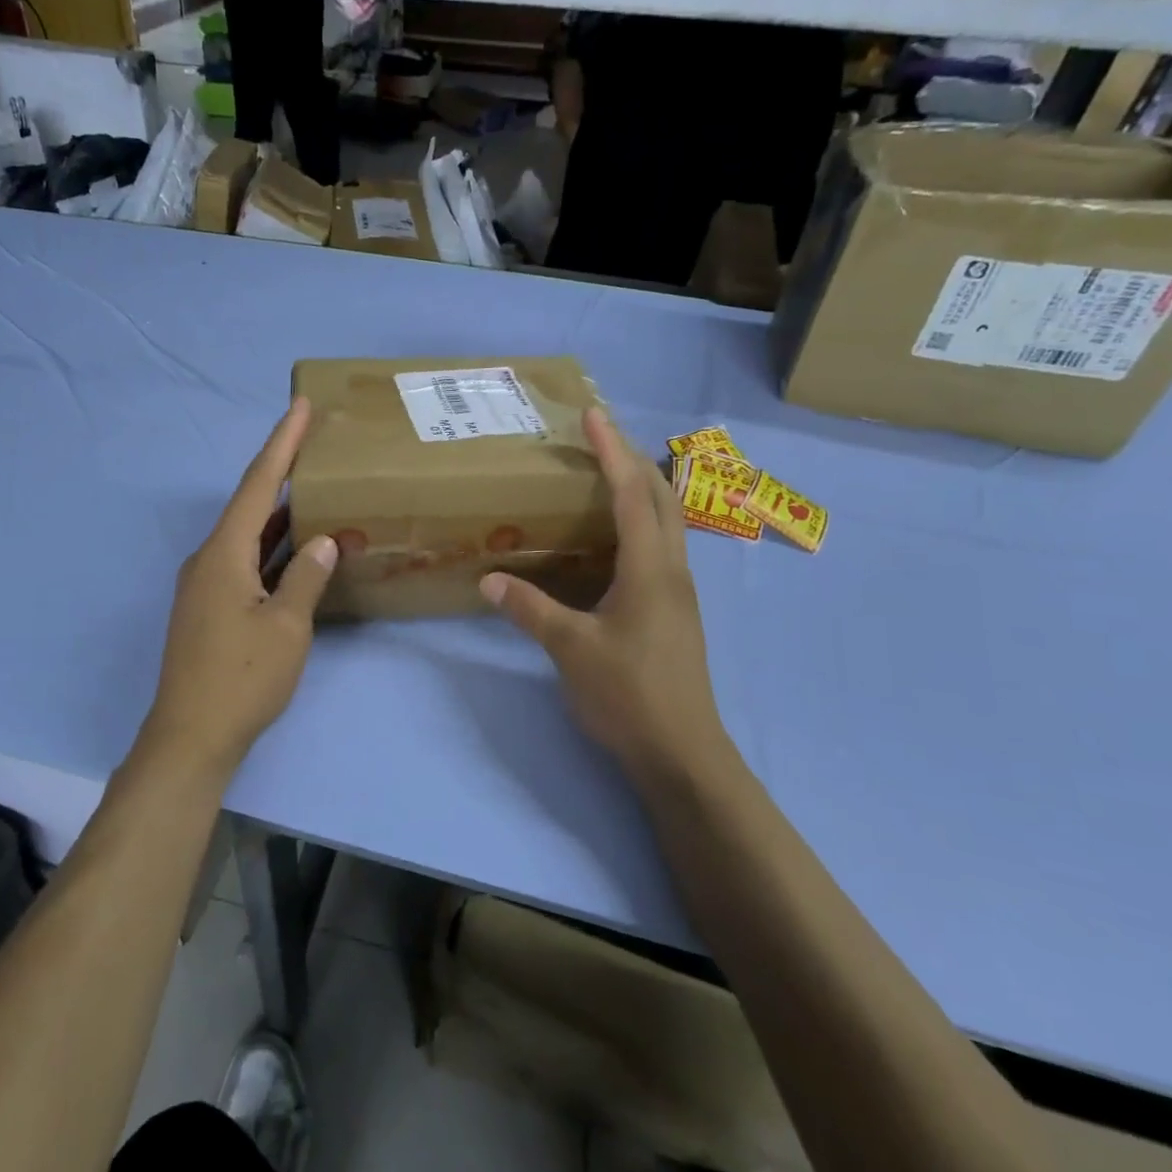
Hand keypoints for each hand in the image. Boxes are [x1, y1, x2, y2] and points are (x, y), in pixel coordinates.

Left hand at [141, 397, 337, 776]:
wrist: (191, 738)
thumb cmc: (241, 679)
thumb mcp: (286, 626)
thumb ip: (307, 576)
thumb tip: (325, 540)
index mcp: (223, 553)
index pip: (257, 484)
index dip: (280, 443)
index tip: (298, 405)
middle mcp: (209, 559)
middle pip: (249, 504)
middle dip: (282, 472)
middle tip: (314, 443)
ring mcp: (206, 585)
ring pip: (248, 536)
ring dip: (280, 514)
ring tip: (314, 488)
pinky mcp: (211, 608)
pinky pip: (246, 563)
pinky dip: (272, 549)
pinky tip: (297, 548)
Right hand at [479, 409, 730, 779]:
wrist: (682, 755)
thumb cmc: (629, 696)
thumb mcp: (571, 649)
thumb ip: (530, 610)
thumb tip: (488, 580)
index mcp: (650, 569)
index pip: (632, 494)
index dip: (612, 452)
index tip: (593, 416)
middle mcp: (672, 571)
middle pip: (663, 498)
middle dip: (634, 460)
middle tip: (600, 439)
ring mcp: (678, 593)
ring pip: (669, 522)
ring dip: (643, 489)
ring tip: (608, 475)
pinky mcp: (675, 612)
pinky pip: (662, 547)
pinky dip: (642, 522)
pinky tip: (616, 538)